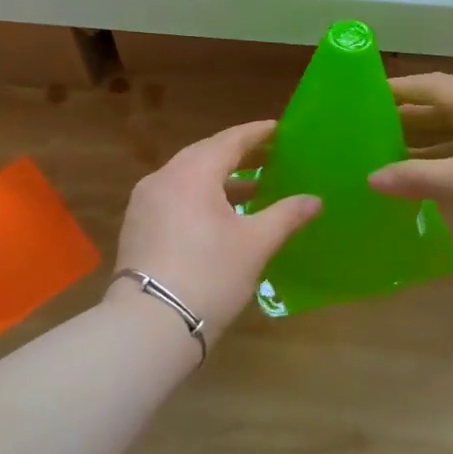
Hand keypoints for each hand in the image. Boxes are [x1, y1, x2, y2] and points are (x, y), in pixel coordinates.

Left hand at [114, 120, 321, 342]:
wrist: (150, 324)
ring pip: (187, 177)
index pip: (230, 141)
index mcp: (192, 173)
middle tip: (268, 155)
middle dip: (237, 154)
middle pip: (205, 154)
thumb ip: (286, 215)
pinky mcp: (137, 225)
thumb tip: (315, 200)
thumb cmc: (210, 275)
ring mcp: (145, 202)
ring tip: (251, 188)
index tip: (278, 129)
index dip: (256, 134)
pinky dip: (199, 196)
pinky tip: (219, 215)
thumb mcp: (255, 244)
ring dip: (218, 178)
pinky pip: (174, 196)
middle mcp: (163, 178)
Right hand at [368, 74, 452, 255]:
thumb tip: (371, 179)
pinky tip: (442, 172)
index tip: (370, 93)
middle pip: (452, 104)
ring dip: (436, 138)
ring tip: (400, 151)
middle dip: (415, 116)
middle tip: (378, 127)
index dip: (402, 88)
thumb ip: (416, 178)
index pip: (436, 85)